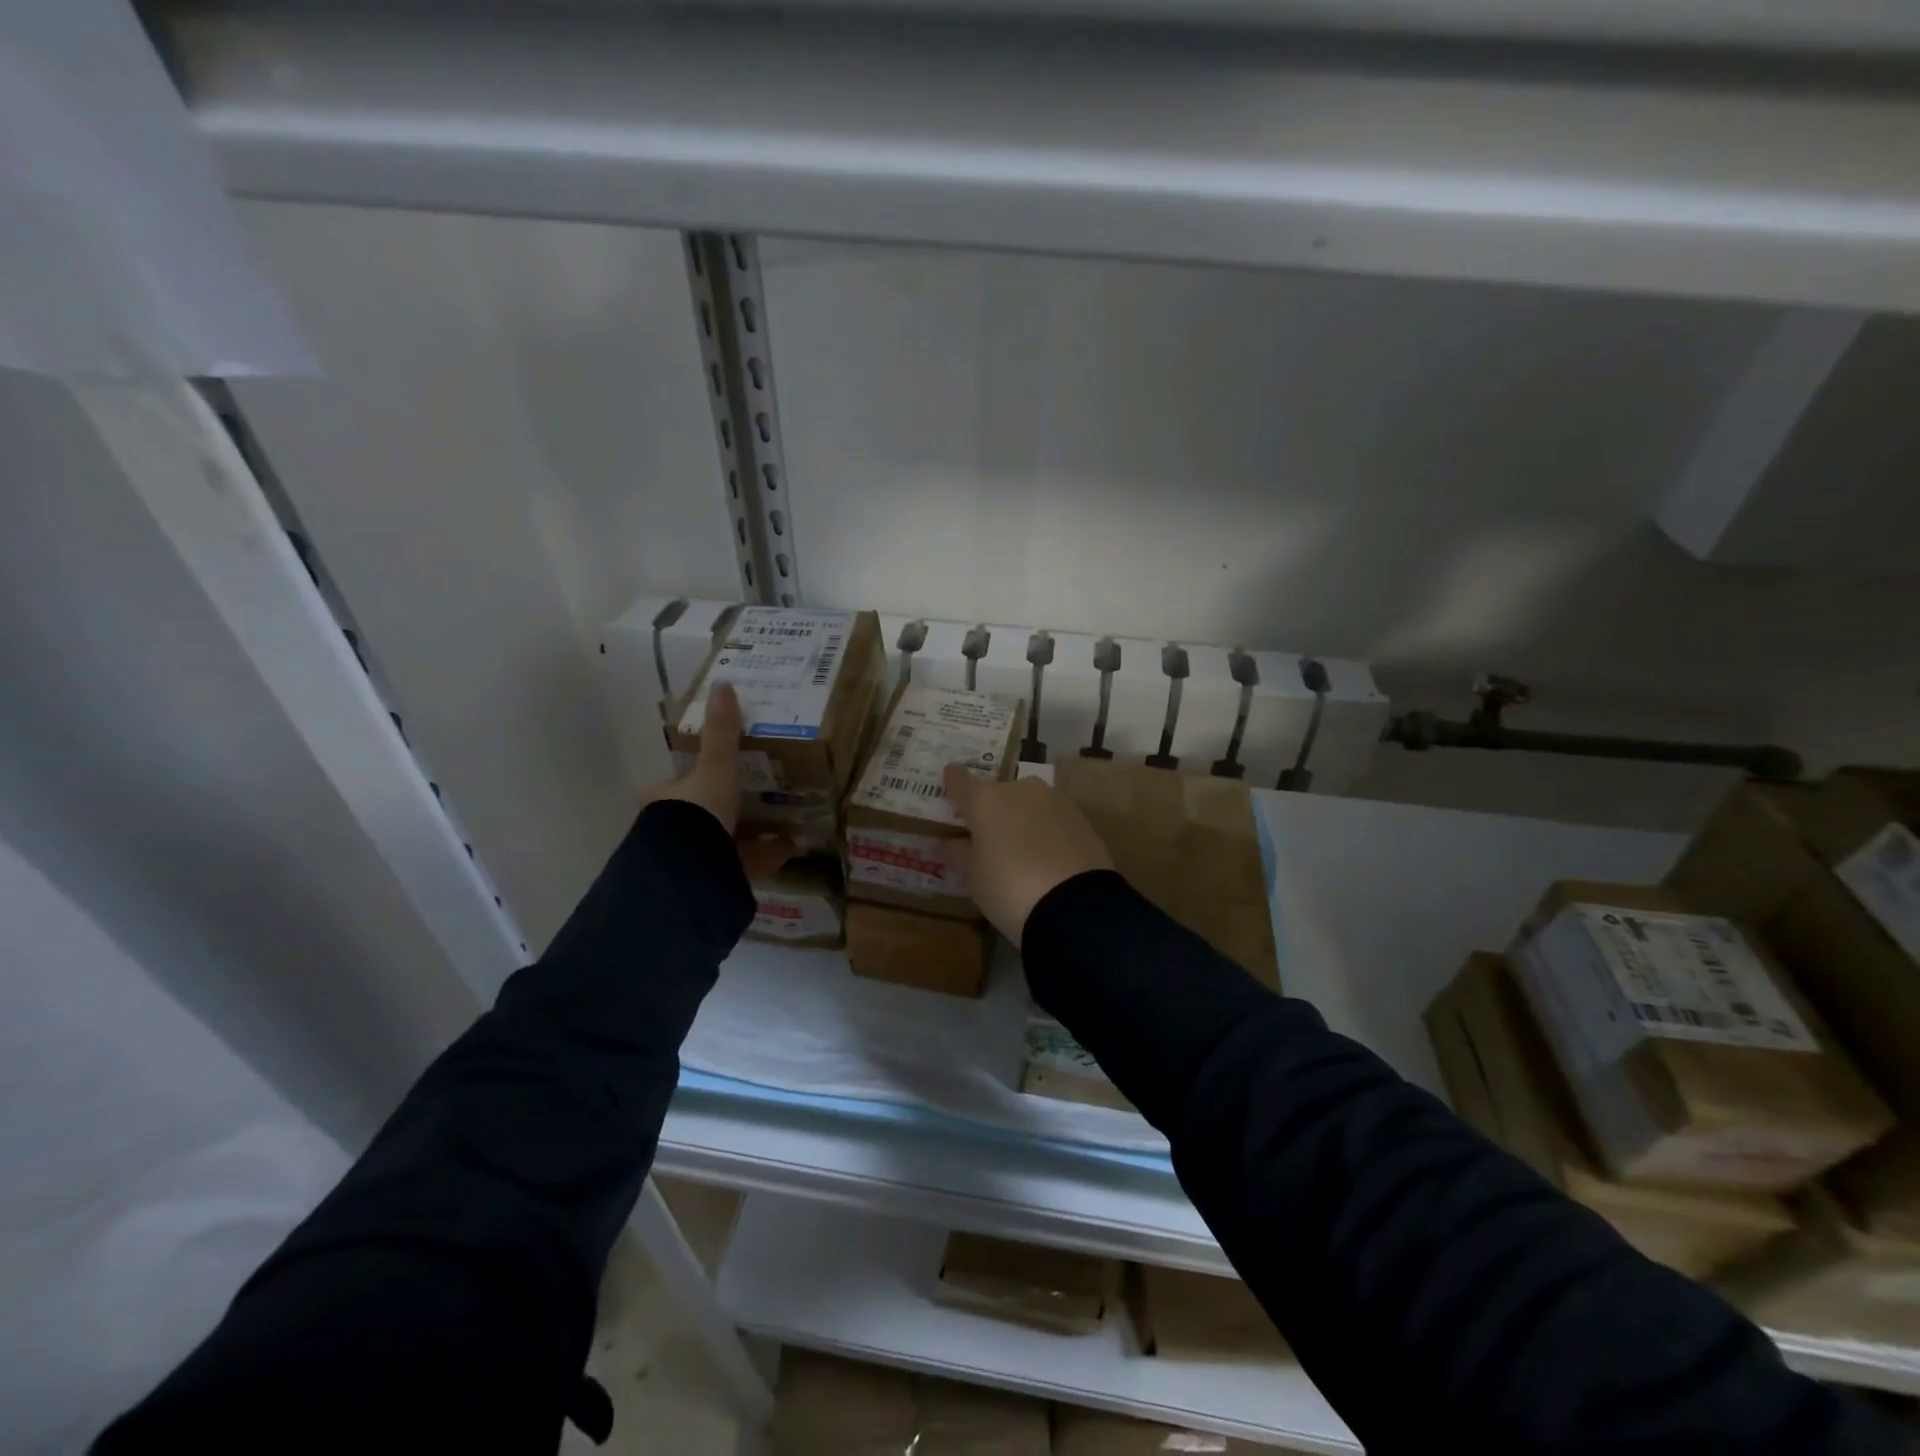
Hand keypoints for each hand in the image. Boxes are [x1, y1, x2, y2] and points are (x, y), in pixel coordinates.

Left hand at [645, 683, 793, 879]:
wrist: (690, 874)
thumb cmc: (695, 816)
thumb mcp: (714, 769)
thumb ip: (721, 733)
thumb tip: (723, 683)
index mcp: (664, 801)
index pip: (676, 783)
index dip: (697, 775)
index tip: (725, 768)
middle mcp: (672, 832)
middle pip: (703, 814)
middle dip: (729, 806)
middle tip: (763, 792)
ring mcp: (693, 859)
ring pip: (725, 841)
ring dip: (753, 831)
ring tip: (786, 818)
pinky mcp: (715, 881)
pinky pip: (745, 863)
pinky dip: (768, 854)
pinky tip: (793, 845)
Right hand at [942, 764, 1112, 942]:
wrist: (1074, 905)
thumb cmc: (1009, 889)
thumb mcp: (974, 878)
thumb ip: (958, 854)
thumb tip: (946, 842)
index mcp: (985, 800)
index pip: (960, 780)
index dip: (952, 782)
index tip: (950, 784)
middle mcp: (1019, 790)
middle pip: (997, 793)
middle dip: (992, 810)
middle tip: (988, 838)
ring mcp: (1054, 800)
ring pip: (1028, 803)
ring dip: (1021, 818)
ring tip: (1022, 851)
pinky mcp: (1080, 816)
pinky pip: (1052, 818)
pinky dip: (1046, 830)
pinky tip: (1048, 857)